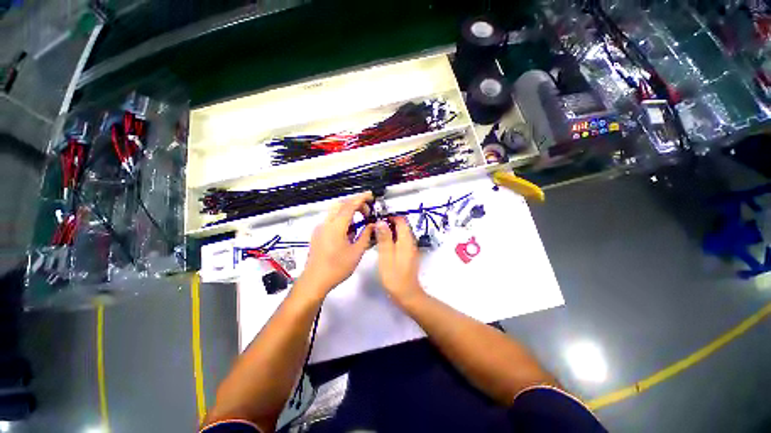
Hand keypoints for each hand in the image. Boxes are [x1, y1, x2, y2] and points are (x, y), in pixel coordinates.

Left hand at [299, 192, 374, 296]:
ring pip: (334, 211)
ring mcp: (320, 228)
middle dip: (354, 203)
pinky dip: (342, 218)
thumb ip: (366, 236)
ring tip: (360, 219)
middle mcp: (326, 223)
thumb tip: (373, 225)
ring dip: (348, 210)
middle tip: (367, 211)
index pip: (350, 205)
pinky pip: (331, 219)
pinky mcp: (318, 233)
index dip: (361, 198)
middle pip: (340, 204)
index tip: (371, 195)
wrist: (315, 280)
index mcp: (336, 226)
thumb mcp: (356, 252)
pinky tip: (349, 230)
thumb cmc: (337, 268)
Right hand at [375, 217, 424, 304]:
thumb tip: (381, 221)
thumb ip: (384, 238)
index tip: (377, 217)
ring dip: (389, 230)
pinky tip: (382, 243)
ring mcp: (409, 248)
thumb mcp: (386, 256)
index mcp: (406, 240)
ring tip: (375, 232)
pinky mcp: (407, 254)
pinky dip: (391, 238)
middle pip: (401, 226)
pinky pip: (399, 240)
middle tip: (374, 225)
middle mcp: (410, 241)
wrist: (407, 294)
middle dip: (388, 222)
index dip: (390, 216)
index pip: (401, 220)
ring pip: (400, 233)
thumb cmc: (395, 276)